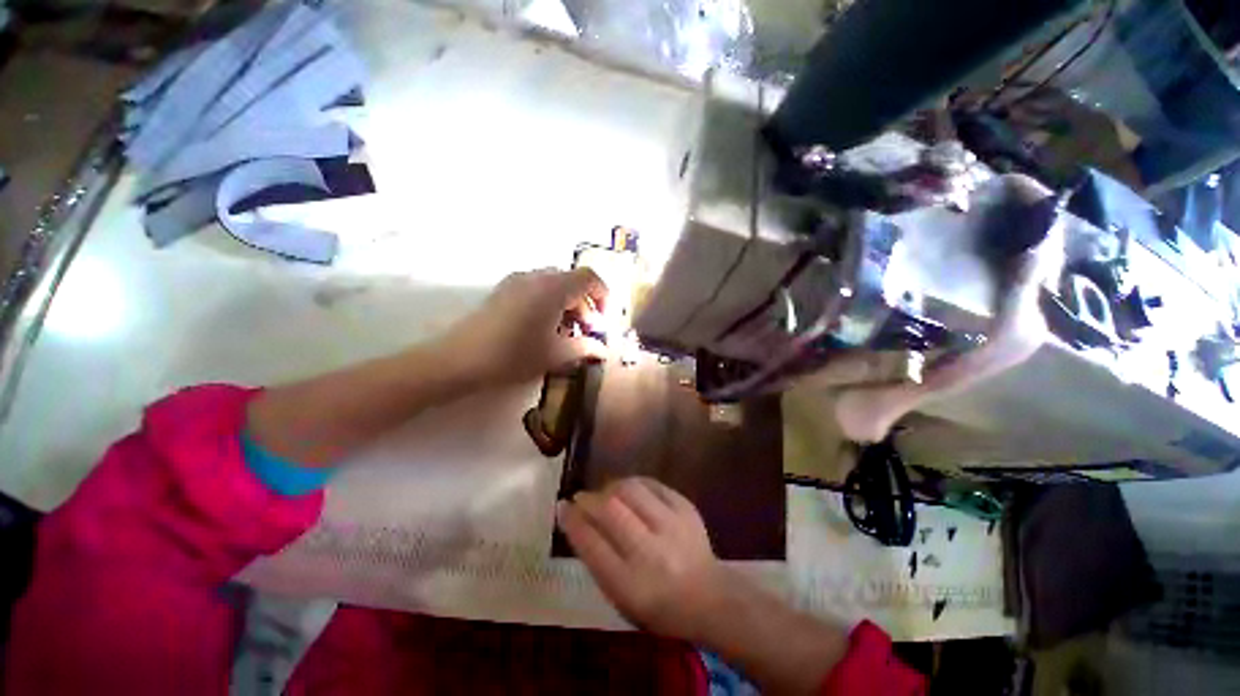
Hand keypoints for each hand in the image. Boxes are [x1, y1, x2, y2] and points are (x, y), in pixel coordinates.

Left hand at [442, 268, 609, 386]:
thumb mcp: (555, 354)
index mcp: (553, 288)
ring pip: (555, 285)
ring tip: (566, 332)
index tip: (604, 321)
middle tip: (587, 331)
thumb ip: (585, 347)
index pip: (590, 278)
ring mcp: (517, 281)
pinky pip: (537, 288)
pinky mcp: (504, 290)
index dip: (603, 296)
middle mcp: (537, 276)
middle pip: (572, 280)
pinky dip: (550, 303)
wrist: (459, 359)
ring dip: (568, 304)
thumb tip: (603, 349)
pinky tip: (544, 328)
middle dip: (586, 304)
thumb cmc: (514, 355)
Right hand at [556, 477, 734, 641]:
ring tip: (605, 493)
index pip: (592, 545)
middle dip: (588, 499)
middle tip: (580, 498)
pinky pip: (652, 484)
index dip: (572, 522)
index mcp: (631, 585)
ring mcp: (672, 526)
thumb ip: (598, 561)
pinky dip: (634, 483)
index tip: (561, 508)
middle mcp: (651, 553)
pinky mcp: (686, 508)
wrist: (709, 597)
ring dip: (610, 487)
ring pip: (630, 490)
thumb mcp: (621, 598)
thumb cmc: (658, 606)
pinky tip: (629, 490)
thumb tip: (577, 522)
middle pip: (611, 511)